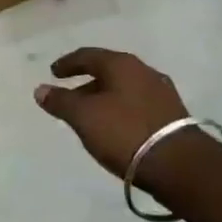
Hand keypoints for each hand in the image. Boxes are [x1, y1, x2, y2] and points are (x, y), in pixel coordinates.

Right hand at [36, 48, 200, 190]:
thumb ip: (61, 101)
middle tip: (70, 97)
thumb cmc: (125, 133)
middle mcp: (143, 71)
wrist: (180, 166)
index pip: (88, 55)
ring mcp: (162, 92)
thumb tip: (40, 89)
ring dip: (105, 98)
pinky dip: (121, 110)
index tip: (54, 73)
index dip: (68, 63)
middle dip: (87, 83)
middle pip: (108, 71)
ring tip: (92, 117)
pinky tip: (116, 128)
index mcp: (121, 64)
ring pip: (124, 88)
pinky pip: (138, 104)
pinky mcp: (173, 115)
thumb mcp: (84, 118)